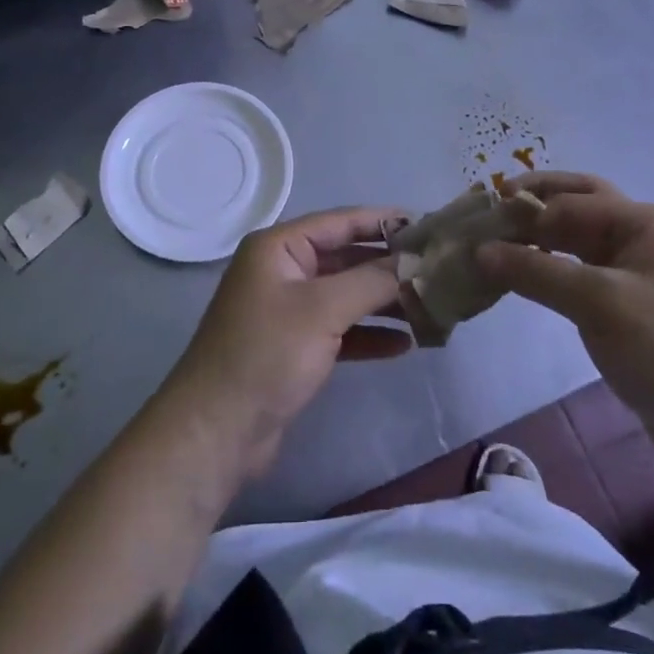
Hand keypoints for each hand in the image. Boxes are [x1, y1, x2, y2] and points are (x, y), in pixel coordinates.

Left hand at [161, 207, 411, 479]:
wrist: (216, 432)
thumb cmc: (267, 354)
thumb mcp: (323, 309)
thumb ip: (372, 280)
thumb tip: (415, 261)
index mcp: (280, 247)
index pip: (341, 222)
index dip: (384, 221)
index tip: (428, 225)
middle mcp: (283, 270)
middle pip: (346, 258)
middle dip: (389, 266)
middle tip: (437, 270)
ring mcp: (288, 310)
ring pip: (346, 295)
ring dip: (384, 301)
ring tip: (430, 308)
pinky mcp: (295, 347)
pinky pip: (340, 329)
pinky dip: (368, 334)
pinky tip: (404, 344)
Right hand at [475, 173, 653, 463]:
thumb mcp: (596, 303)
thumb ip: (535, 272)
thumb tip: (479, 250)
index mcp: (644, 222)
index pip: (571, 202)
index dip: (525, 210)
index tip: (479, 222)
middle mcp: (642, 235)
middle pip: (578, 206)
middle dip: (535, 204)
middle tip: (490, 209)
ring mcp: (637, 270)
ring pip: (577, 240)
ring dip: (540, 238)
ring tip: (496, 242)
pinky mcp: (629, 303)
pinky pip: (581, 271)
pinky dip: (551, 268)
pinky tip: (523, 275)